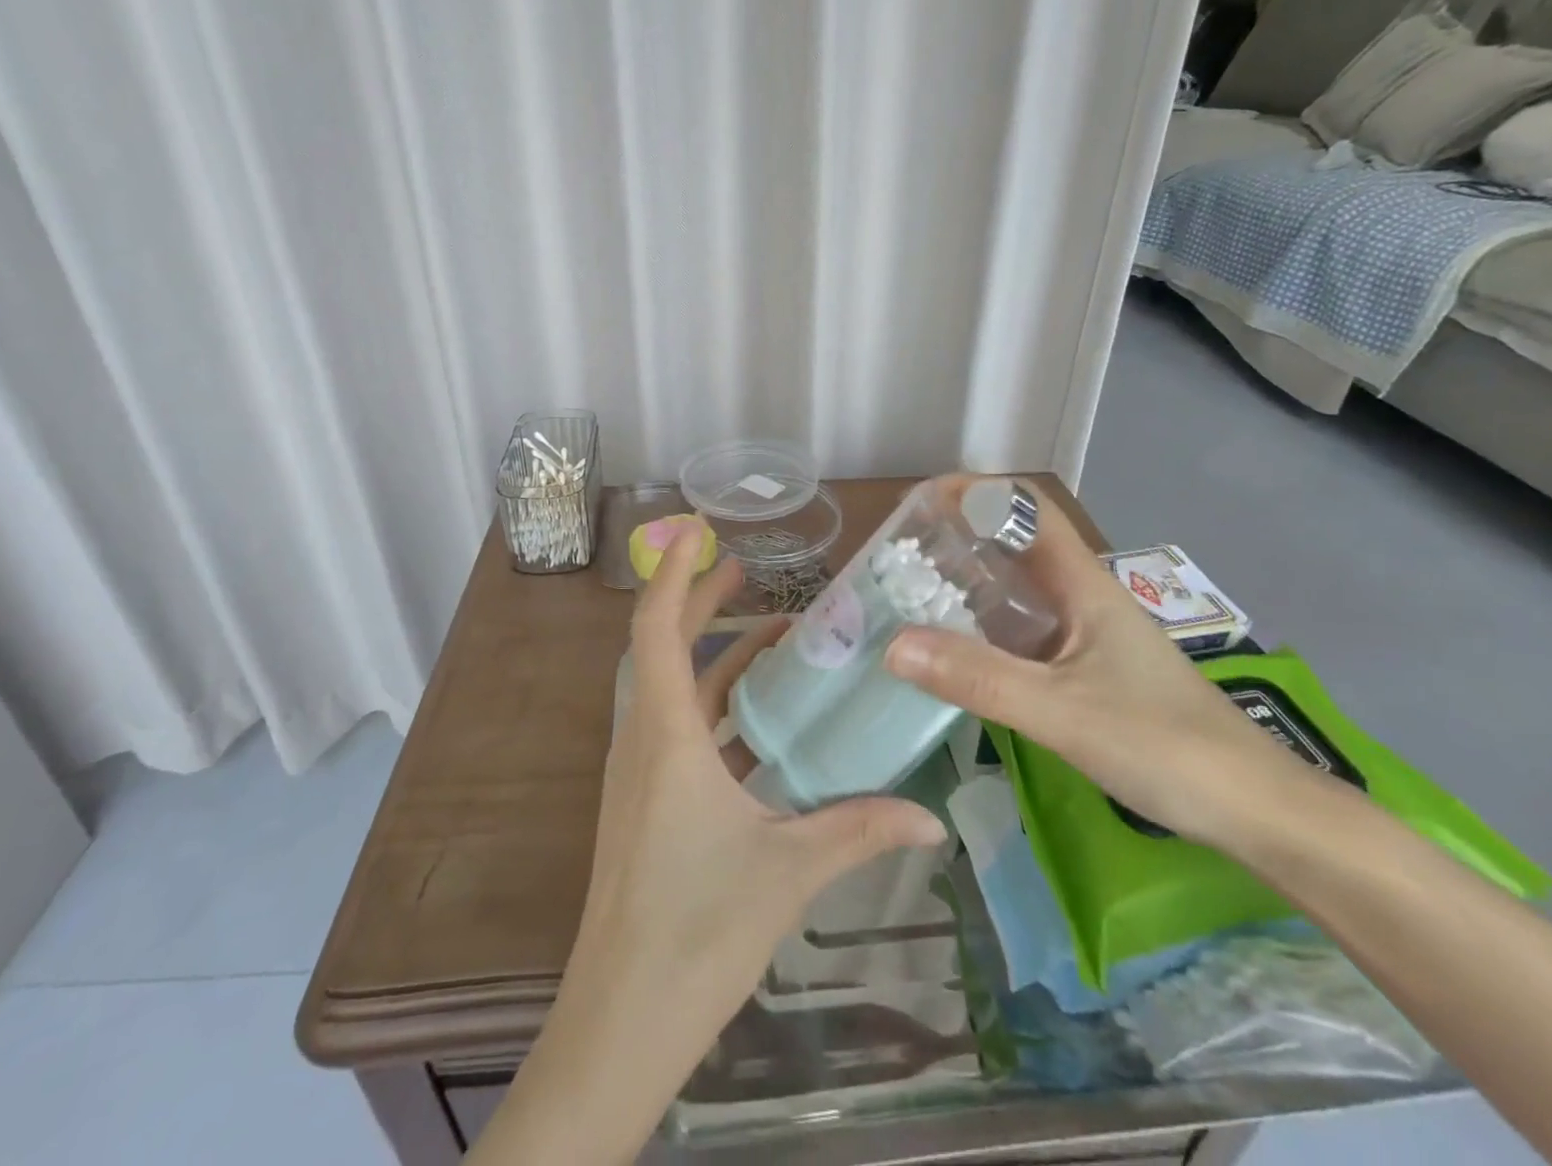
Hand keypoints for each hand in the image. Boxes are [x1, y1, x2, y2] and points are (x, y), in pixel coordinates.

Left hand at [471, 528, 945, 1164]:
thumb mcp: (787, 870)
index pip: (655, 630)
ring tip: (770, 637)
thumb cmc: (696, 931)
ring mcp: (640, 775)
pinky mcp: (646, 805)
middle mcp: (644, 742)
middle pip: (662, 648)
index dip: (670, 573)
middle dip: (698, 601)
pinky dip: (716, 707)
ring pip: (673, 690)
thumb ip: (859, 830)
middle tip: (744, 570)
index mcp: (666, 737)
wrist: (620, 1021)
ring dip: (713, 656)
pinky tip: (762, 723)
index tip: (692, 530)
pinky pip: (681, 731)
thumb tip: (930, 818)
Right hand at [885, 482, 1314, 848]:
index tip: (921, 504)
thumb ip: (979, 678)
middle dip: (959, 539)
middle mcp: (1083, 600)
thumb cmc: (1165, 746)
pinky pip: (1024, 634)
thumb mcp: (1062, 711)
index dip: (977, 492)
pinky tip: (955, 653)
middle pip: (1016, 546)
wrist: (1255, 811)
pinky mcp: (1088, 673)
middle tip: (899, 556)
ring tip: (911, 597)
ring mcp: (1087, 637)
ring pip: (1018, 592)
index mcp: (1084, 586)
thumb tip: (893, 644)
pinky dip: (984, 630)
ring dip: (968, 585)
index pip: (1028, 509)